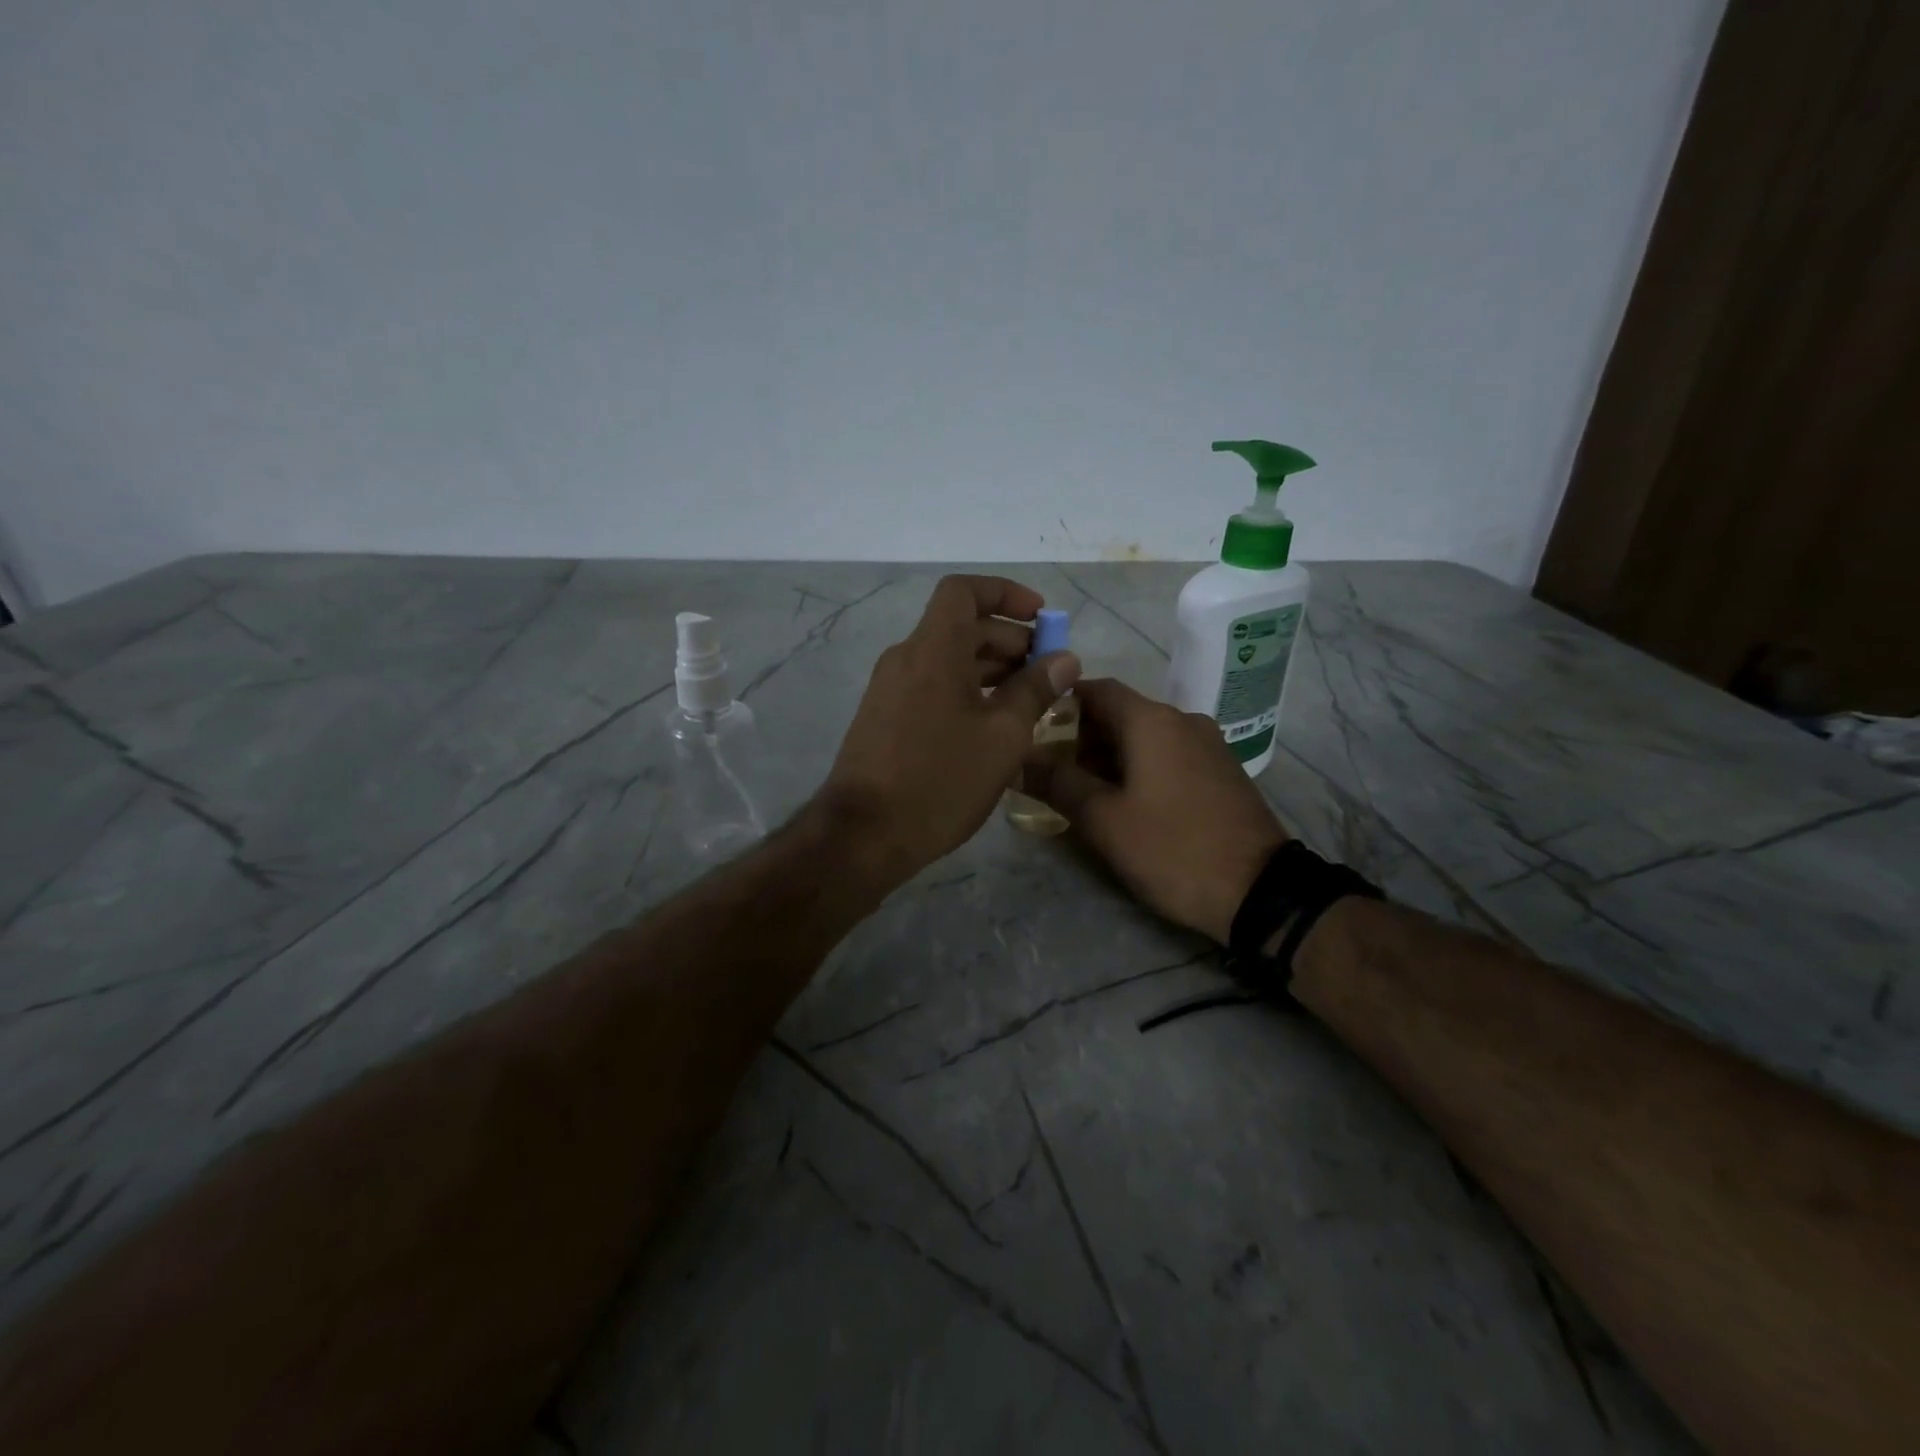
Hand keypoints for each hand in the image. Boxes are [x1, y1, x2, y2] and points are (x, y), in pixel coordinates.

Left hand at [818, 575, 1080, 881]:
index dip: (1005, 593)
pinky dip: (966, 691)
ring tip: (1030, 701)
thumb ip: (1035, 690)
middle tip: (1048, 672)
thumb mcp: (1003, 736)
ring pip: (947, 660)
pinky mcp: (884, 719)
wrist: (864, 834)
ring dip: (990, 669)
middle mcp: (906, 658)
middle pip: (961, 627)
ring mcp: (889, 690)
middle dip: (1009, 639)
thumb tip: (1064, 659)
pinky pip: (931, 687)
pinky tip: (992, 727)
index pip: (964, 591)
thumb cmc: (941, 779)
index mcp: (933, 649)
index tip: (1041, 618)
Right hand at [1027, 679, 1286, 942]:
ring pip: (1144, 736)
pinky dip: (1141, 768)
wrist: (1260, 892)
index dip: (1060, 705)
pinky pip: (1169, 755)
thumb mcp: (1103, 820)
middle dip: (1081, 738)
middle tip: (1052, 775)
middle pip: (1119, 712)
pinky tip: (1128, 804)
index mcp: (1152, 720)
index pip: (1095, 689)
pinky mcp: (1222, 771)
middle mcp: (1182, 720)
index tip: (1033, 734)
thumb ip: (1058, 783)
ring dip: (1110, 757)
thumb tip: (1020, 759)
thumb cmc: (1172, 849)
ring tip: (1084, 795)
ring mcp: (1208, 744)